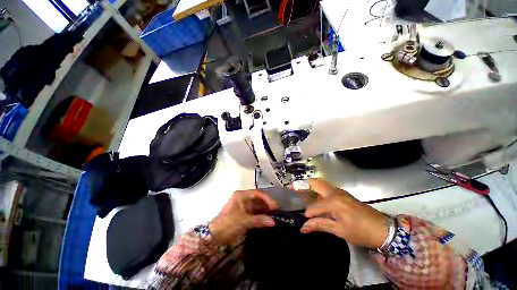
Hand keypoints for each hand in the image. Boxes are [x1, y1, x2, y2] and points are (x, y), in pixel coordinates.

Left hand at [209, 190, 278, 244]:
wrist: (214, 236)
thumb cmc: (228, 224)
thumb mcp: (243, 221)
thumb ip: (259, 220)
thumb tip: (273, 222)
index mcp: (241, 195)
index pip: (257, 193)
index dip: (267, 199)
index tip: (275, 206)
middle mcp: (243, 198)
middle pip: (258, 199)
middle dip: (267, 205)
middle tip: (277, 212)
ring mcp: (244, 206)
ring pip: (257, 206)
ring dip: (265, 211)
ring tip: (274, 217)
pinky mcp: (244, 214)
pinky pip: (255, 213)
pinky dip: (261, 216)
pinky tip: (267, 220)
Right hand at [300, 179, 389, 248]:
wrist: (383, 229)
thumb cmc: (360, 231)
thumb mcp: (339, 230)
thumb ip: (320, 225)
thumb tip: (303, 227)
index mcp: (333, 202)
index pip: (313, 206)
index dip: (308, 214)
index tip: (304, 221)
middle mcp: (334, 193)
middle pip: (315, 183)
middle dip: (304, 186)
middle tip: (296, 194)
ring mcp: (339, 191)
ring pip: (321, 184)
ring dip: (312, 188)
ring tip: (305, 197)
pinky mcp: (343, 194)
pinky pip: (327, 188)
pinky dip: (319, 191)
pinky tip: (318, 200)